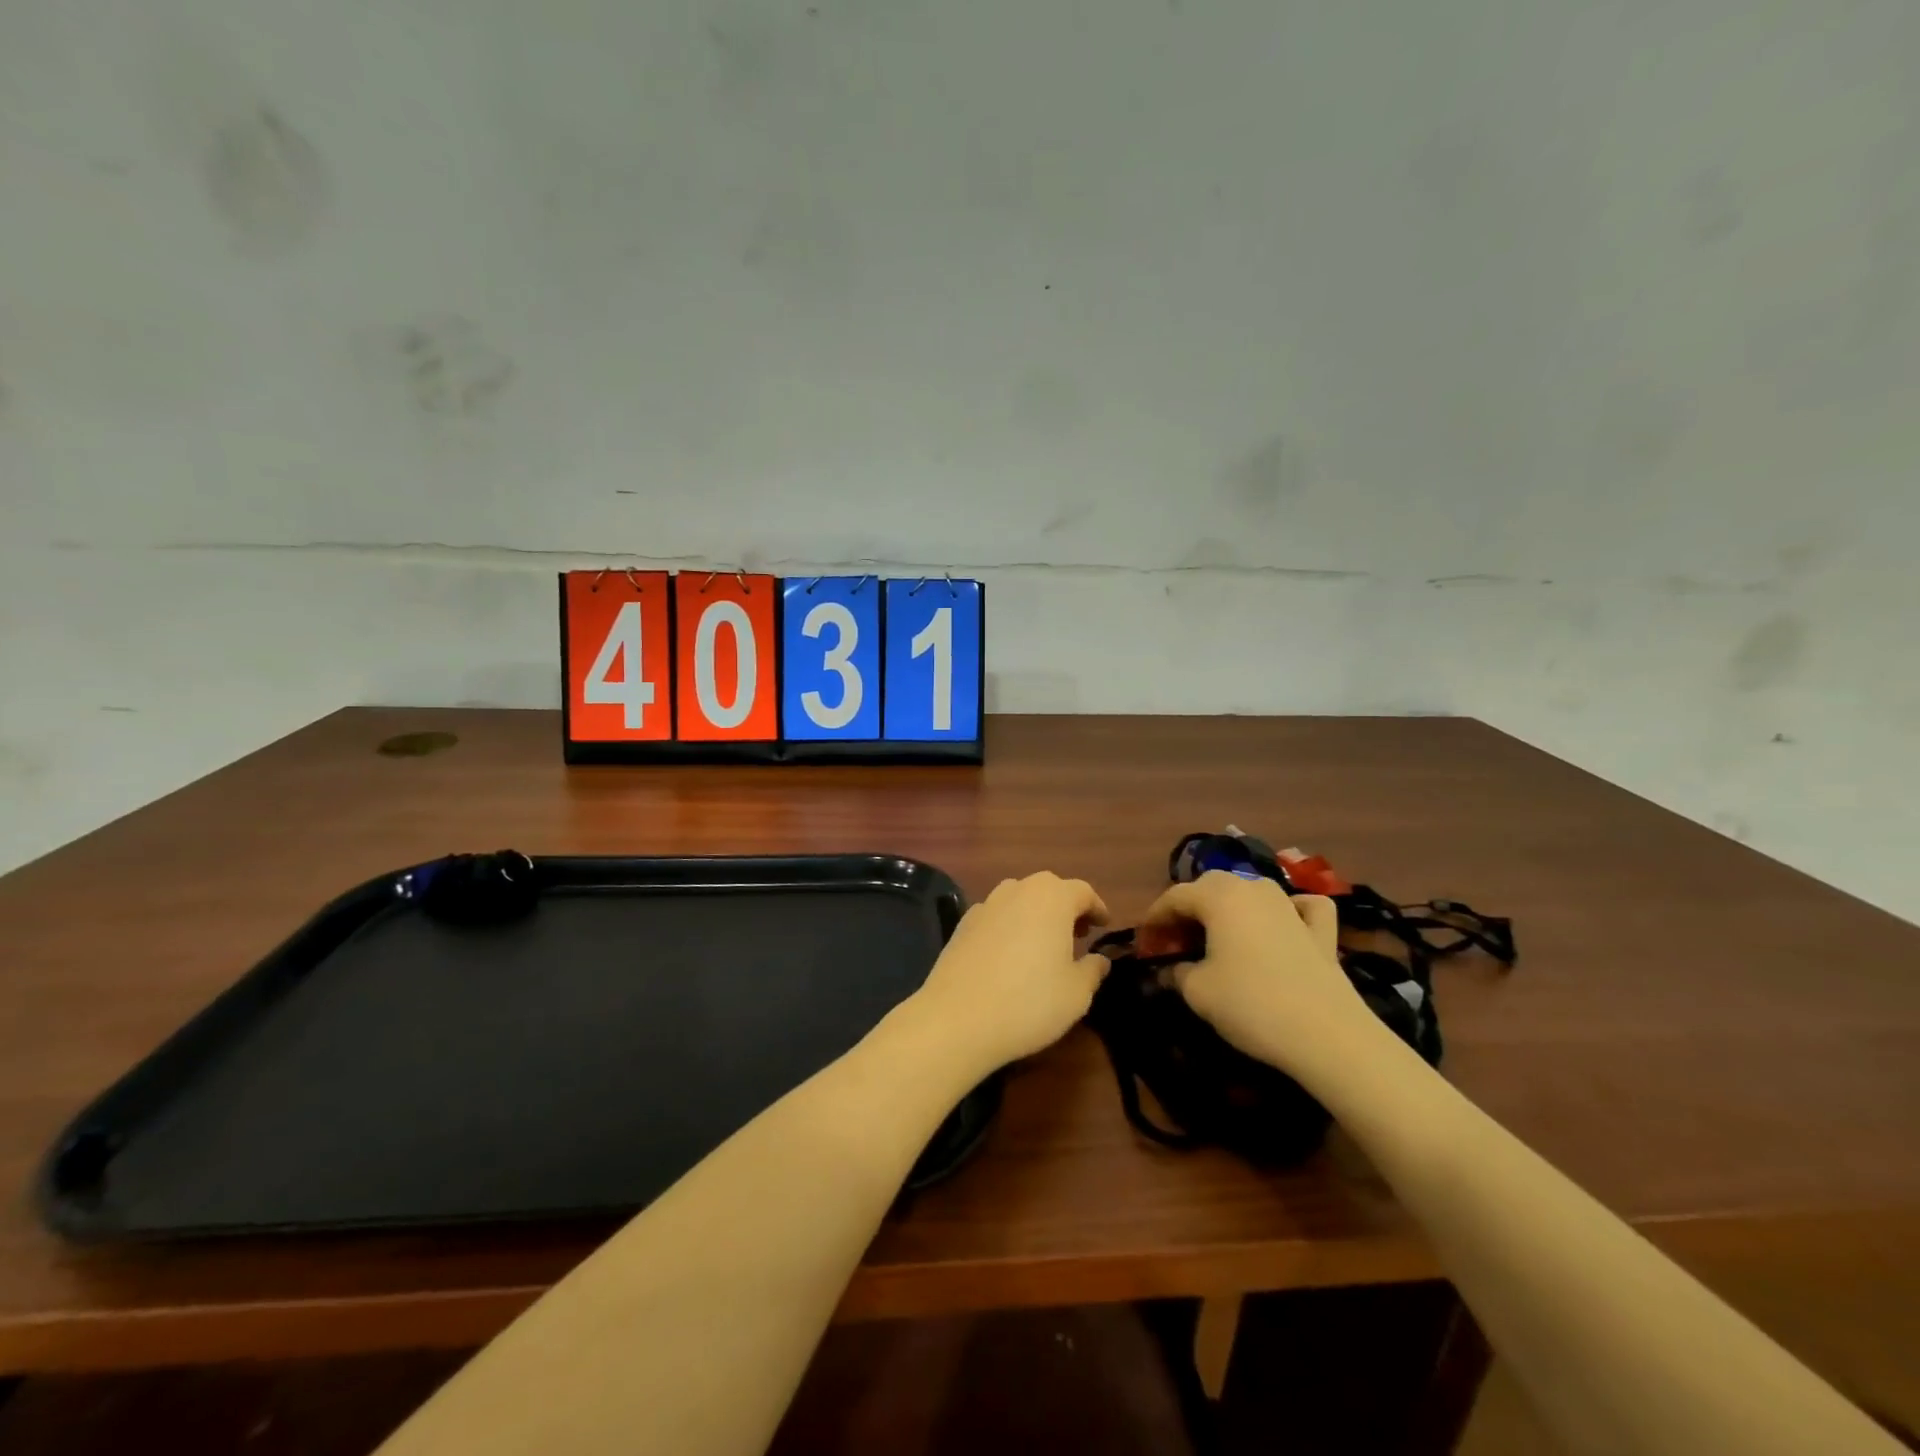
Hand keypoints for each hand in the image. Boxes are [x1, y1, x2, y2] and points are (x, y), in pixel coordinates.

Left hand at [909, 872, 1109, 1074]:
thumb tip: (1099, 960)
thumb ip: (1093, 970)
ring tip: (1043, 943)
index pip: (1082, 891)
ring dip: (1035, 914)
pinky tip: (1009, 954)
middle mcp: (1018, 890)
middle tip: (1078, 934)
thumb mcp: (1076, 993)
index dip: (1097, 908)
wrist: (958, 1018)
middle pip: (1049, 889)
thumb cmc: (1029, 1002)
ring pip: (1019, 898)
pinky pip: (996, 916)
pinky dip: (1009, 926)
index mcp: (1052, 898)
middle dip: (1066, 907)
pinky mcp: (962, 924)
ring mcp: (986, 904)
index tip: (1104, 926)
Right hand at [1138, 871, 1379, 1076]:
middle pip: (1211, 886)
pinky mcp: (1321, 930)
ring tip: (1217, 936)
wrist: (1327, 1035)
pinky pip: (1301, 906)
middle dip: (1189, 909)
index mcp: (1218, 896)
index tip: (1144, 945)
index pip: (1174, 897)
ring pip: (1251, 891)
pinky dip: (1287, 910)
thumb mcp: (1197, 992)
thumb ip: (1176, 972)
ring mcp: (1290, 905)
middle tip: (1176, 942)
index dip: (1154, 919)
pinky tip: (1284, 922)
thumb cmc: (1250, 1004)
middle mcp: (1253, 888)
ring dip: (1230, 907)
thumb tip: (1172, 968)